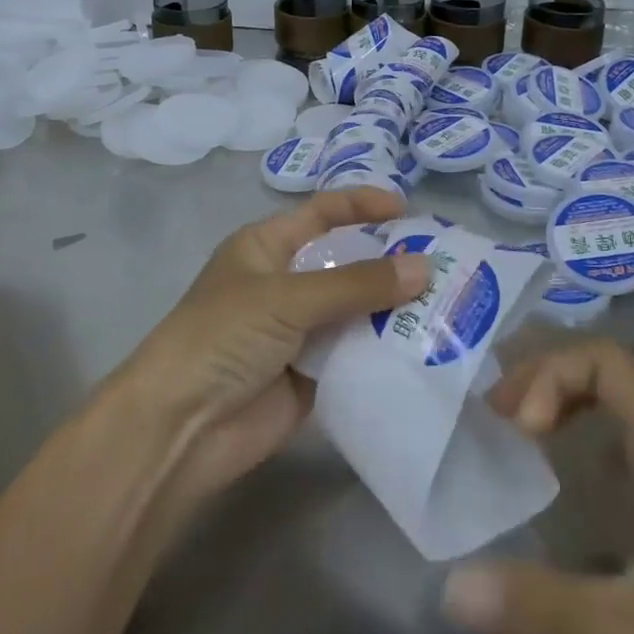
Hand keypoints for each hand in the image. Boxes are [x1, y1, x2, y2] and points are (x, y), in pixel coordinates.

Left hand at [116, 188, 430, 505]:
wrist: (182, 427)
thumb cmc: (224, 336)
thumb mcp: (287, 297)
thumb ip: (357, 284)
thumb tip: (425, 267)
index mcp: (267, 246)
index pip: (322, 214)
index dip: (363, 207)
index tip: (410, 211)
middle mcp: (285, 283)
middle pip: (347, 263)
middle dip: (390, 263)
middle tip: (448, 265)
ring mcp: (299, 331)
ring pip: (357, 311)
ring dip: (395, 310)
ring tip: (451, 306)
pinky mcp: (312, 376)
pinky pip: (356, 355)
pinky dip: (386, 352)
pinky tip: (428, 350)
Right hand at [441, 341, 633, 633]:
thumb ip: (544, 613)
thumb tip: (449, 588)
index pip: (604, 359)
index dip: (548, 375)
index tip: (518, 432)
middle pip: (613, 380)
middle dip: (548, 387)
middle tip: (499, 425)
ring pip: (633, 422)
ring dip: (574, 419)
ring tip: (526, 451)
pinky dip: (601, 462)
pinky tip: (587, 516)